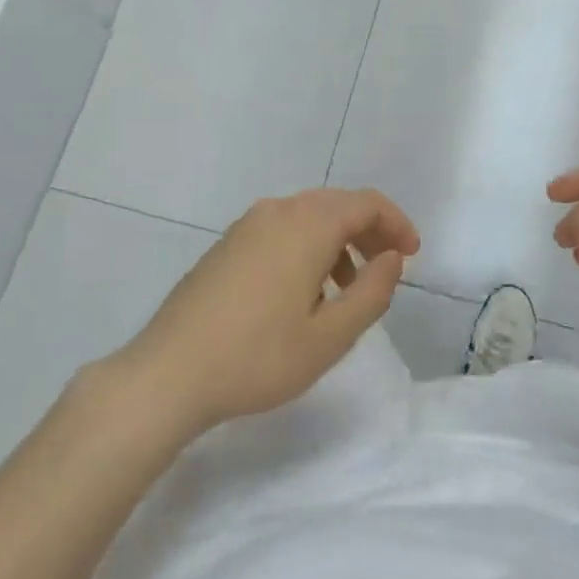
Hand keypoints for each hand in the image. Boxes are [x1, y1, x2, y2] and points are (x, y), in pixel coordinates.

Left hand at [105, 188, 419, 440]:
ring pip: (308, 217)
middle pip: (338, 205)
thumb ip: (372, 292)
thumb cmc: (257, 357)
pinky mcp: (226, 245)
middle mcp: (278, 212)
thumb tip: (391, 259)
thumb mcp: (330, 337)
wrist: (167, 375)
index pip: (366, 204)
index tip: (411, 255)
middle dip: (370, 231)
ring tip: (346, 288)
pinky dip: (307, 246)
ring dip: (337, 241)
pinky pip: (281, 230)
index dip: (396, 224)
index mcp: (307, 225)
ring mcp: (246, 226)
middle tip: (387, 267)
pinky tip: (302, 292)